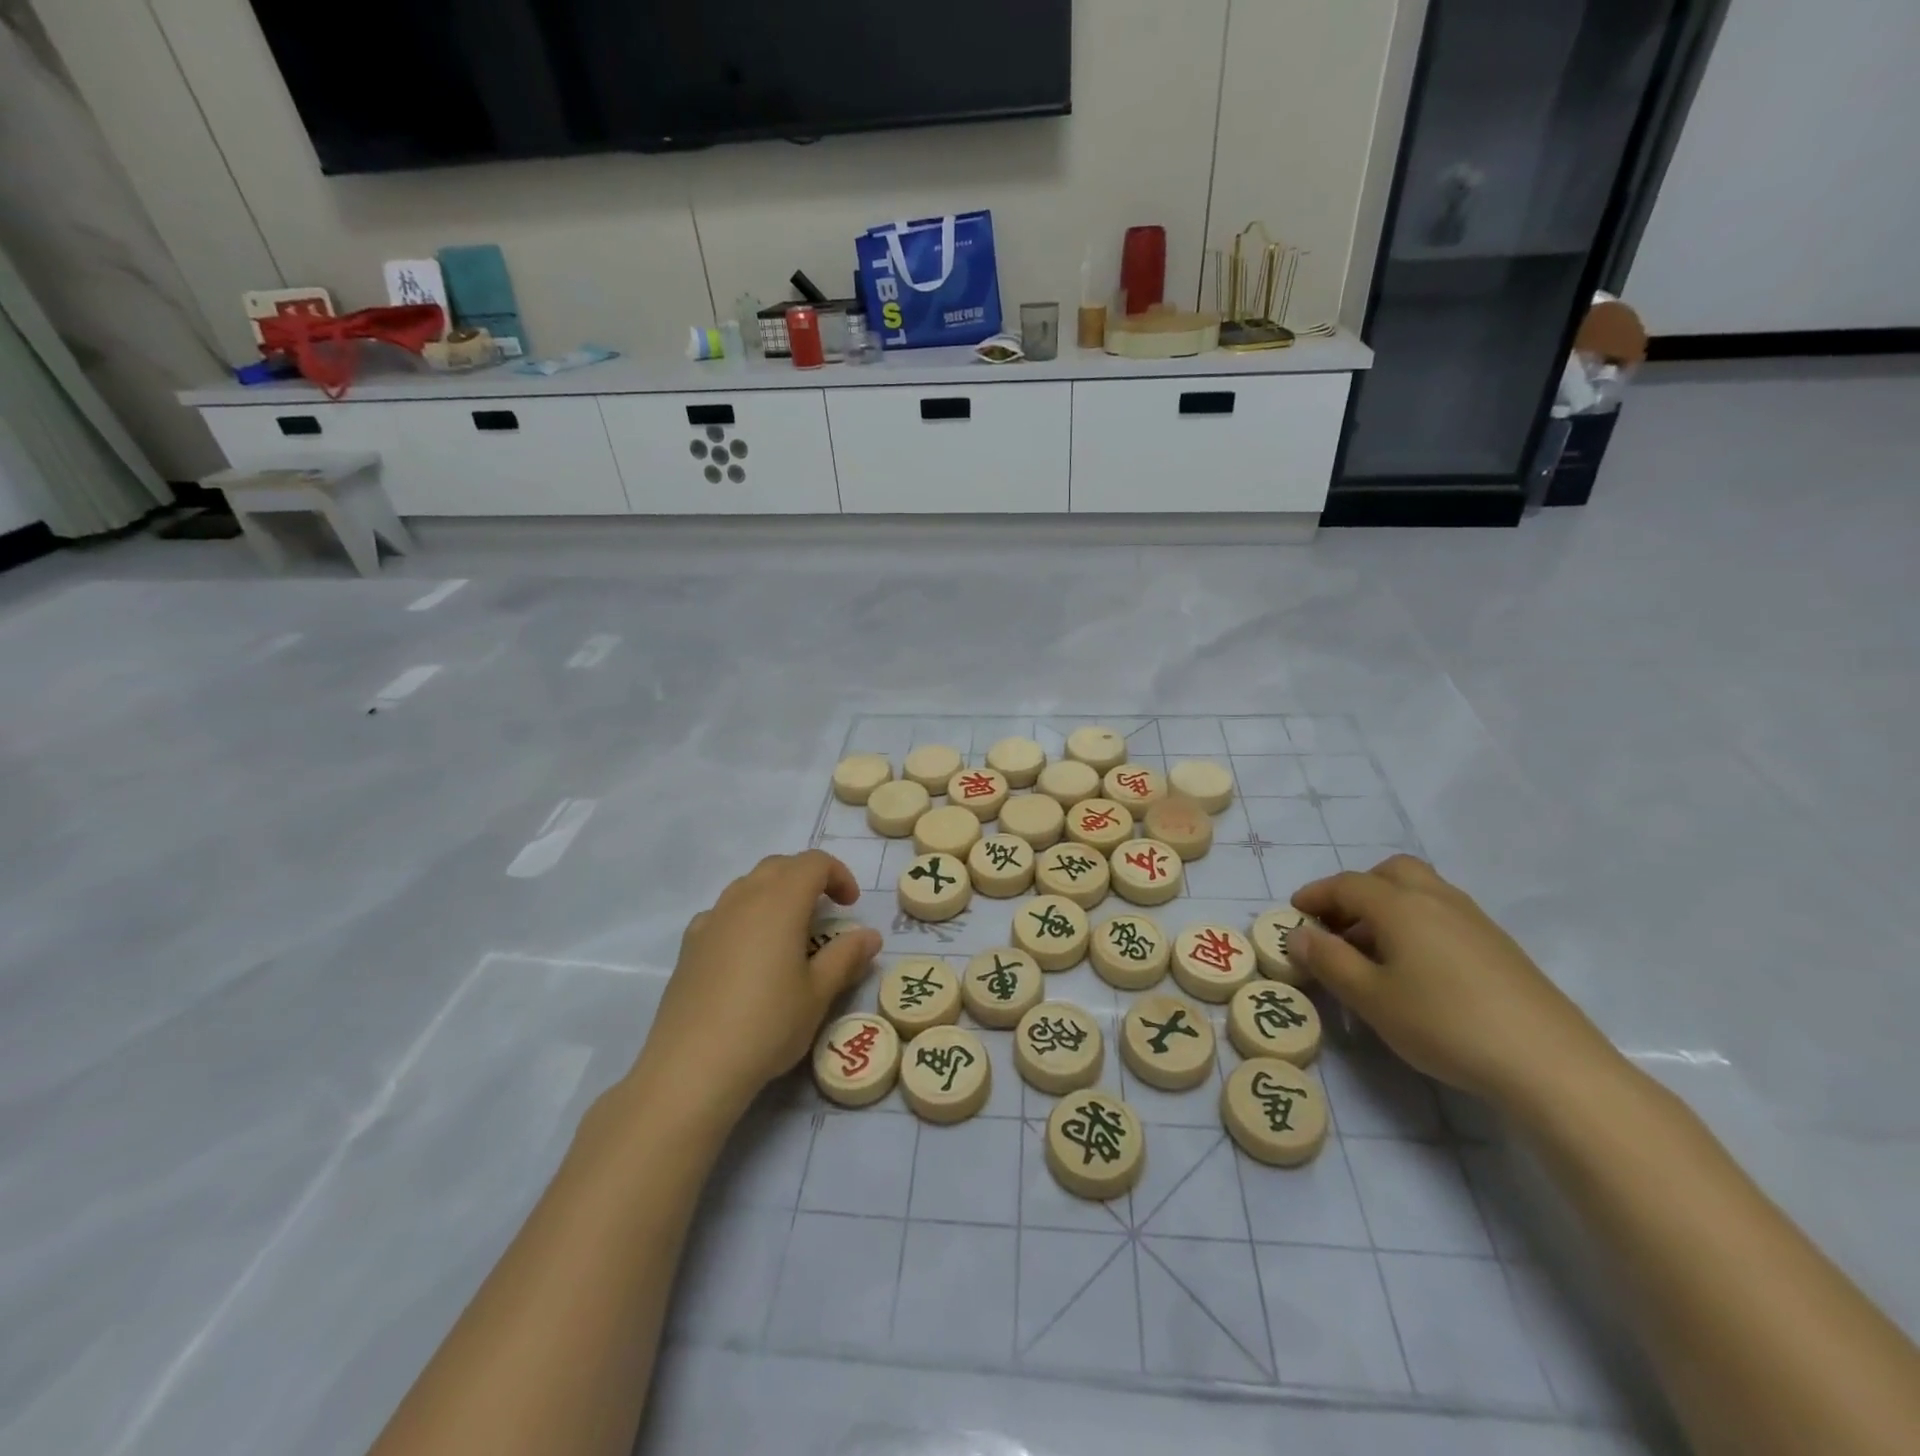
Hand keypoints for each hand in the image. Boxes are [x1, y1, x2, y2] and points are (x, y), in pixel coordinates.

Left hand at [634, 851, 882, 1121]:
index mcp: (780, 902)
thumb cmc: (767, 1024)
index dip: (838, 874)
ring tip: (790, 932)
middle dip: (807, 878)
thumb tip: (870, 935)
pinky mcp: (690, 945)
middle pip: (779, 866)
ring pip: (748, 885)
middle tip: (826, 911)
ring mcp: (711, 919)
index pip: (813, 863)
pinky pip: (724, 912)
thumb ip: (846, 957)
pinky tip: (749, 953)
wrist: (693, 1066)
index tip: (850, 906)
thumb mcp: (818, 993)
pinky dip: (745, 916)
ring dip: (775, 893)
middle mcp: (743, 899)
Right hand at [1288, 855, 1620, 1112]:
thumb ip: (1329, 961)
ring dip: (1388, 906)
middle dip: (1357, 890)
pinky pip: (1443, 914)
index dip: (1315, 895)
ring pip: (1421, 891)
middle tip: (1338, 924)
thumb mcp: (1371, 998)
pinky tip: (1416, 968)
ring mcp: (1474, 920)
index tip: (1294, 914)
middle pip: (1390, 872)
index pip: (1347, 884)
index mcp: (1400, 905)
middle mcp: (1437, 899)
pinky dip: (1416, 923)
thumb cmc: (1445, 1024)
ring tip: (1372, 950)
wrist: (1551, 1064)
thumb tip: (1298, 934)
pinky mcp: (1499, 946)